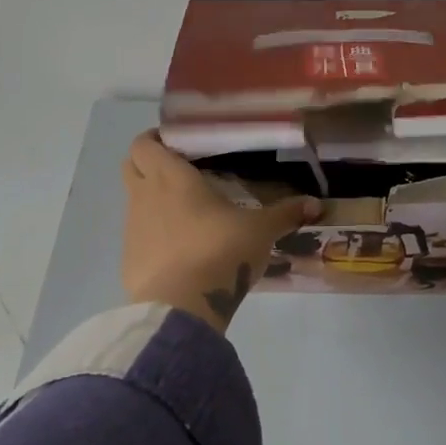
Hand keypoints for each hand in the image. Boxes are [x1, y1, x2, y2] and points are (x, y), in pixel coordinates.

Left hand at [121, 132, 319, 333]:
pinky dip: (152, 237)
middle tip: (180, 171)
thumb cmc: (220, 251)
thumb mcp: (260, 231)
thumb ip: (285, 214)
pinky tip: (179, 251)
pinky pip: (138, 237)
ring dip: (152, 201)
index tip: (179, 144)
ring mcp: (132, 229)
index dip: (156, 139)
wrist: (182, 306)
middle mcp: (144, 196)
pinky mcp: (129, 260)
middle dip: (149, 163)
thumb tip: (316, 204)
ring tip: (186, 214)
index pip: (145, 142)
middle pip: (130, 164)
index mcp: (171, 176)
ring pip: (134, 201)